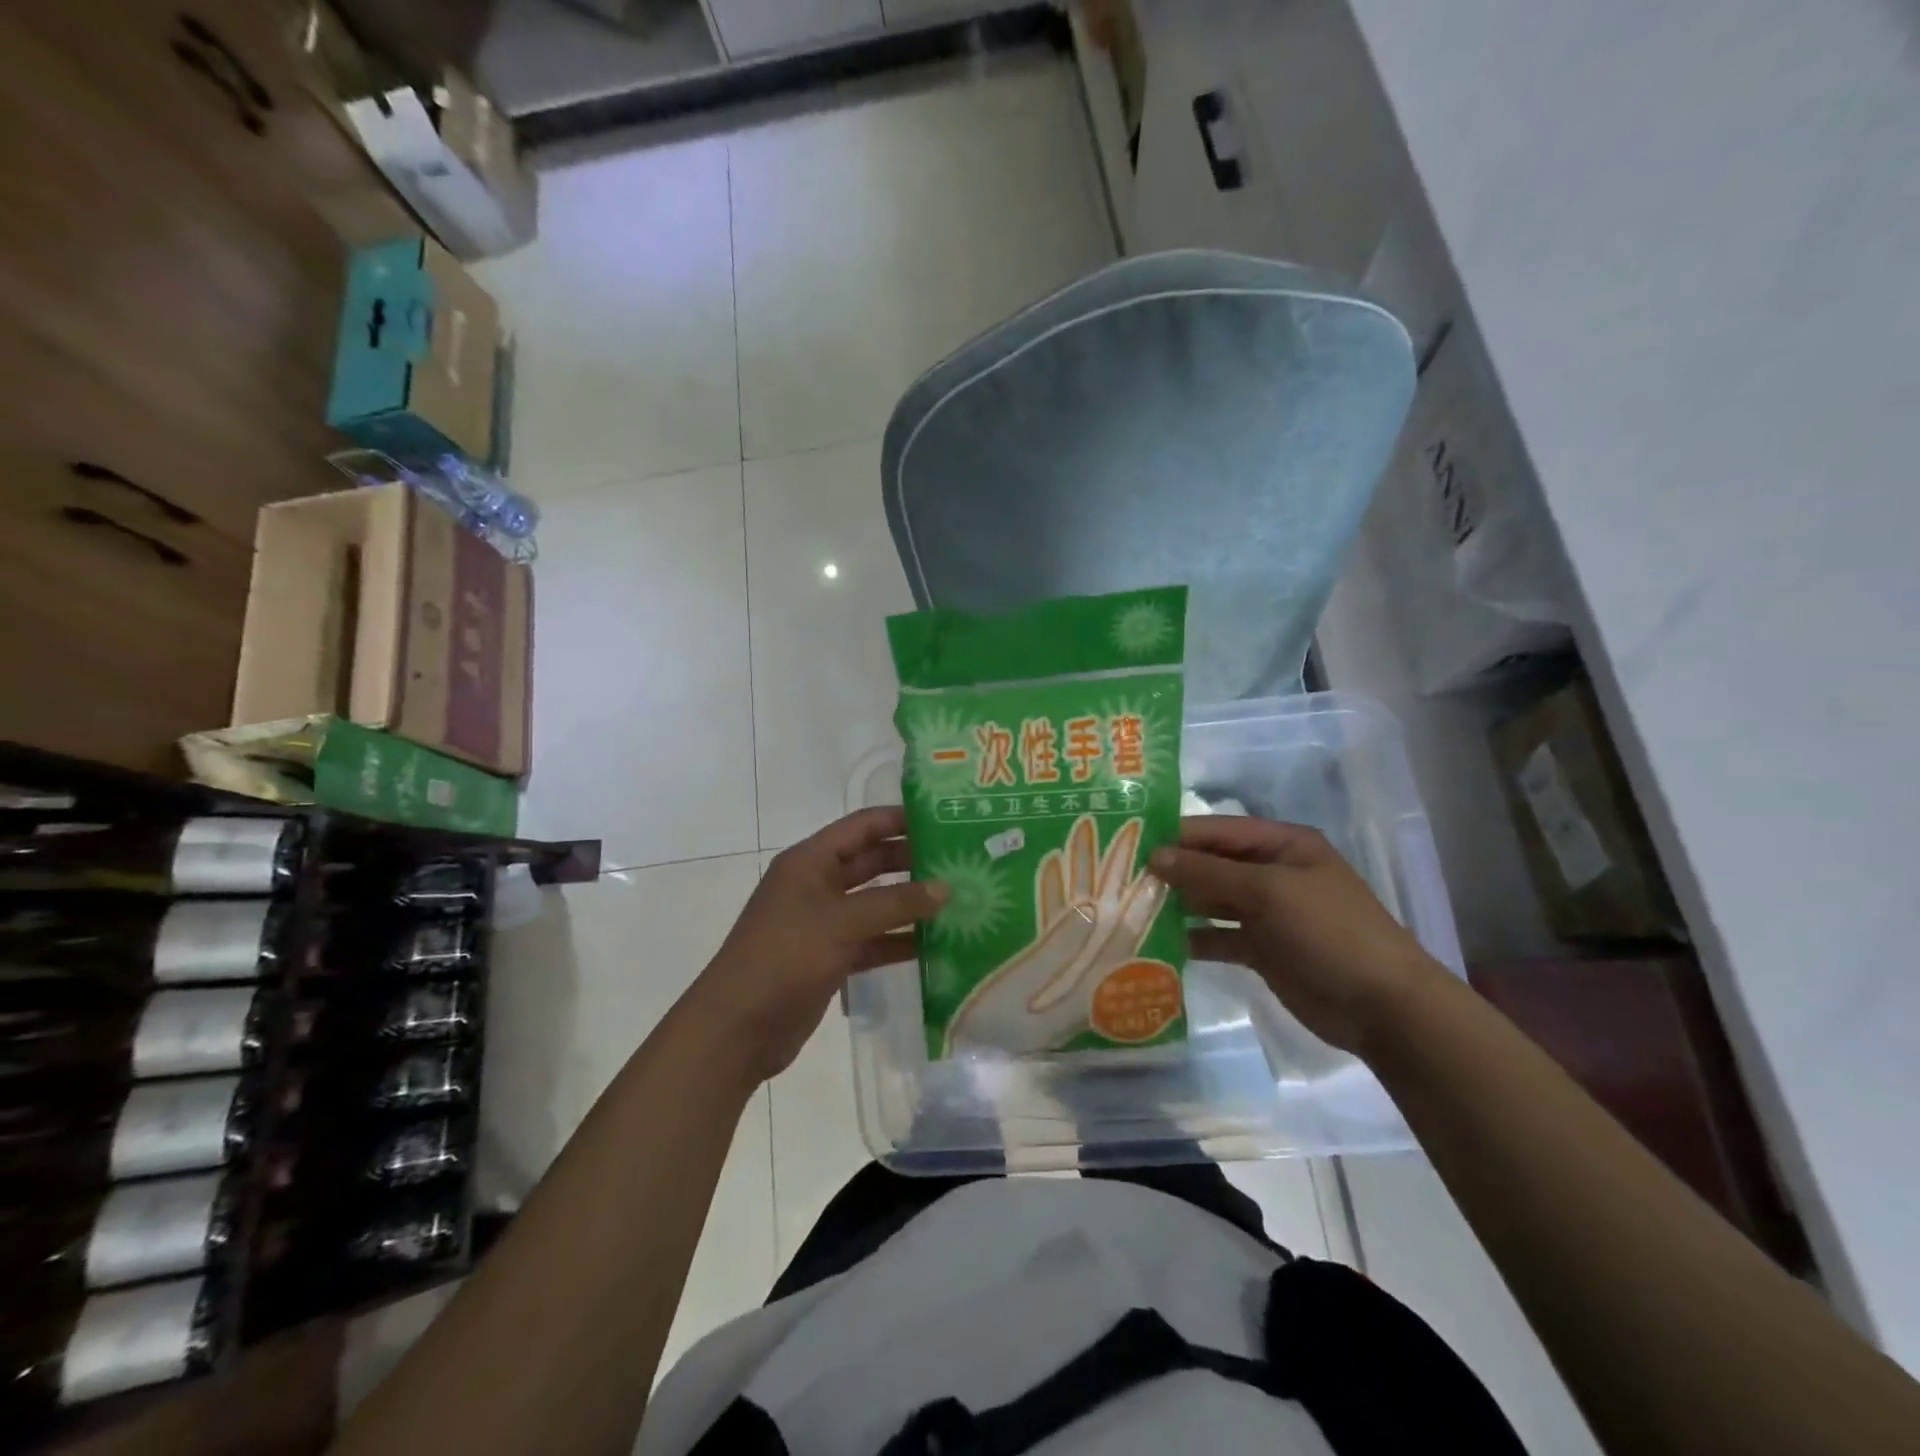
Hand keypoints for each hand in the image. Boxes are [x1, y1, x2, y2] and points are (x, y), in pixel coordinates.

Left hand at [688, 807, 946, 1081]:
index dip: (900, 819)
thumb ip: (895, 904)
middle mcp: (817, 885)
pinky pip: (873, 941)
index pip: (862, 826)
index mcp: (811, 861)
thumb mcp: (842, 922)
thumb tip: (946, 888)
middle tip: (959, 862)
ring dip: (910, 904)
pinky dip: (899, 941)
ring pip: (875, 904)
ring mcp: (824, 923)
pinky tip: (936, 945)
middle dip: (912, 861)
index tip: (945, 819)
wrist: (738, 1028)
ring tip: (958, 901)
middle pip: (871, 863)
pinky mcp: (831, 958)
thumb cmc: (785, 957)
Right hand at [1149, 816, 1439, 1052]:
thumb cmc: (1329, 931)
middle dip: (1172, 871)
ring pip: (1211, 900)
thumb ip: (1209, 873)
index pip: (1217, 831)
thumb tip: (1155, 856)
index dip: (1176, 835)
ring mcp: (1266, 912)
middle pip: (1211, 864)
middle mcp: (1271, 872)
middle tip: (1119, 878)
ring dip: (1178, 904)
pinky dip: (1193, 938)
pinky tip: (1158, 943)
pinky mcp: (1261, 949)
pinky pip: (1218, 936)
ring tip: (1130, 908)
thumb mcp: (1268, 892)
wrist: (1382, 1007)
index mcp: (1281, 845)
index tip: (1128, 842)